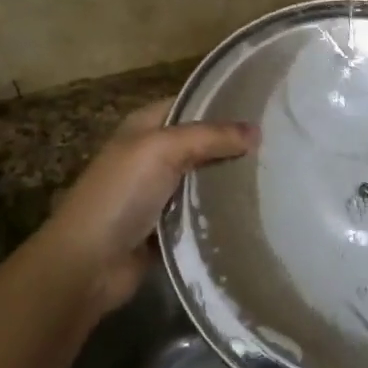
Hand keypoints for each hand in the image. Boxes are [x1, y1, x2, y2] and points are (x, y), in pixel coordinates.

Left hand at [44, 98, 257, 313]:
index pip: (190, 104)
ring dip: (231, 178)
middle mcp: (152, 154)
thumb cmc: (121, 194)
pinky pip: (202, 211)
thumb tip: (257, 131)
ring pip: (205, 177)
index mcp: (144, 126)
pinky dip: (221, 210)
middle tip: (279, 144)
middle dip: (233, 143)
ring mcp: (159, 192)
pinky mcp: (168, 225)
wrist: (87, 264)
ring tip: (276, 173)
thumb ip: (210, 136)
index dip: (222, 103)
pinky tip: (255, 207)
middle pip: (201, 142)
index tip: (264, 108)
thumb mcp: (163, 149)